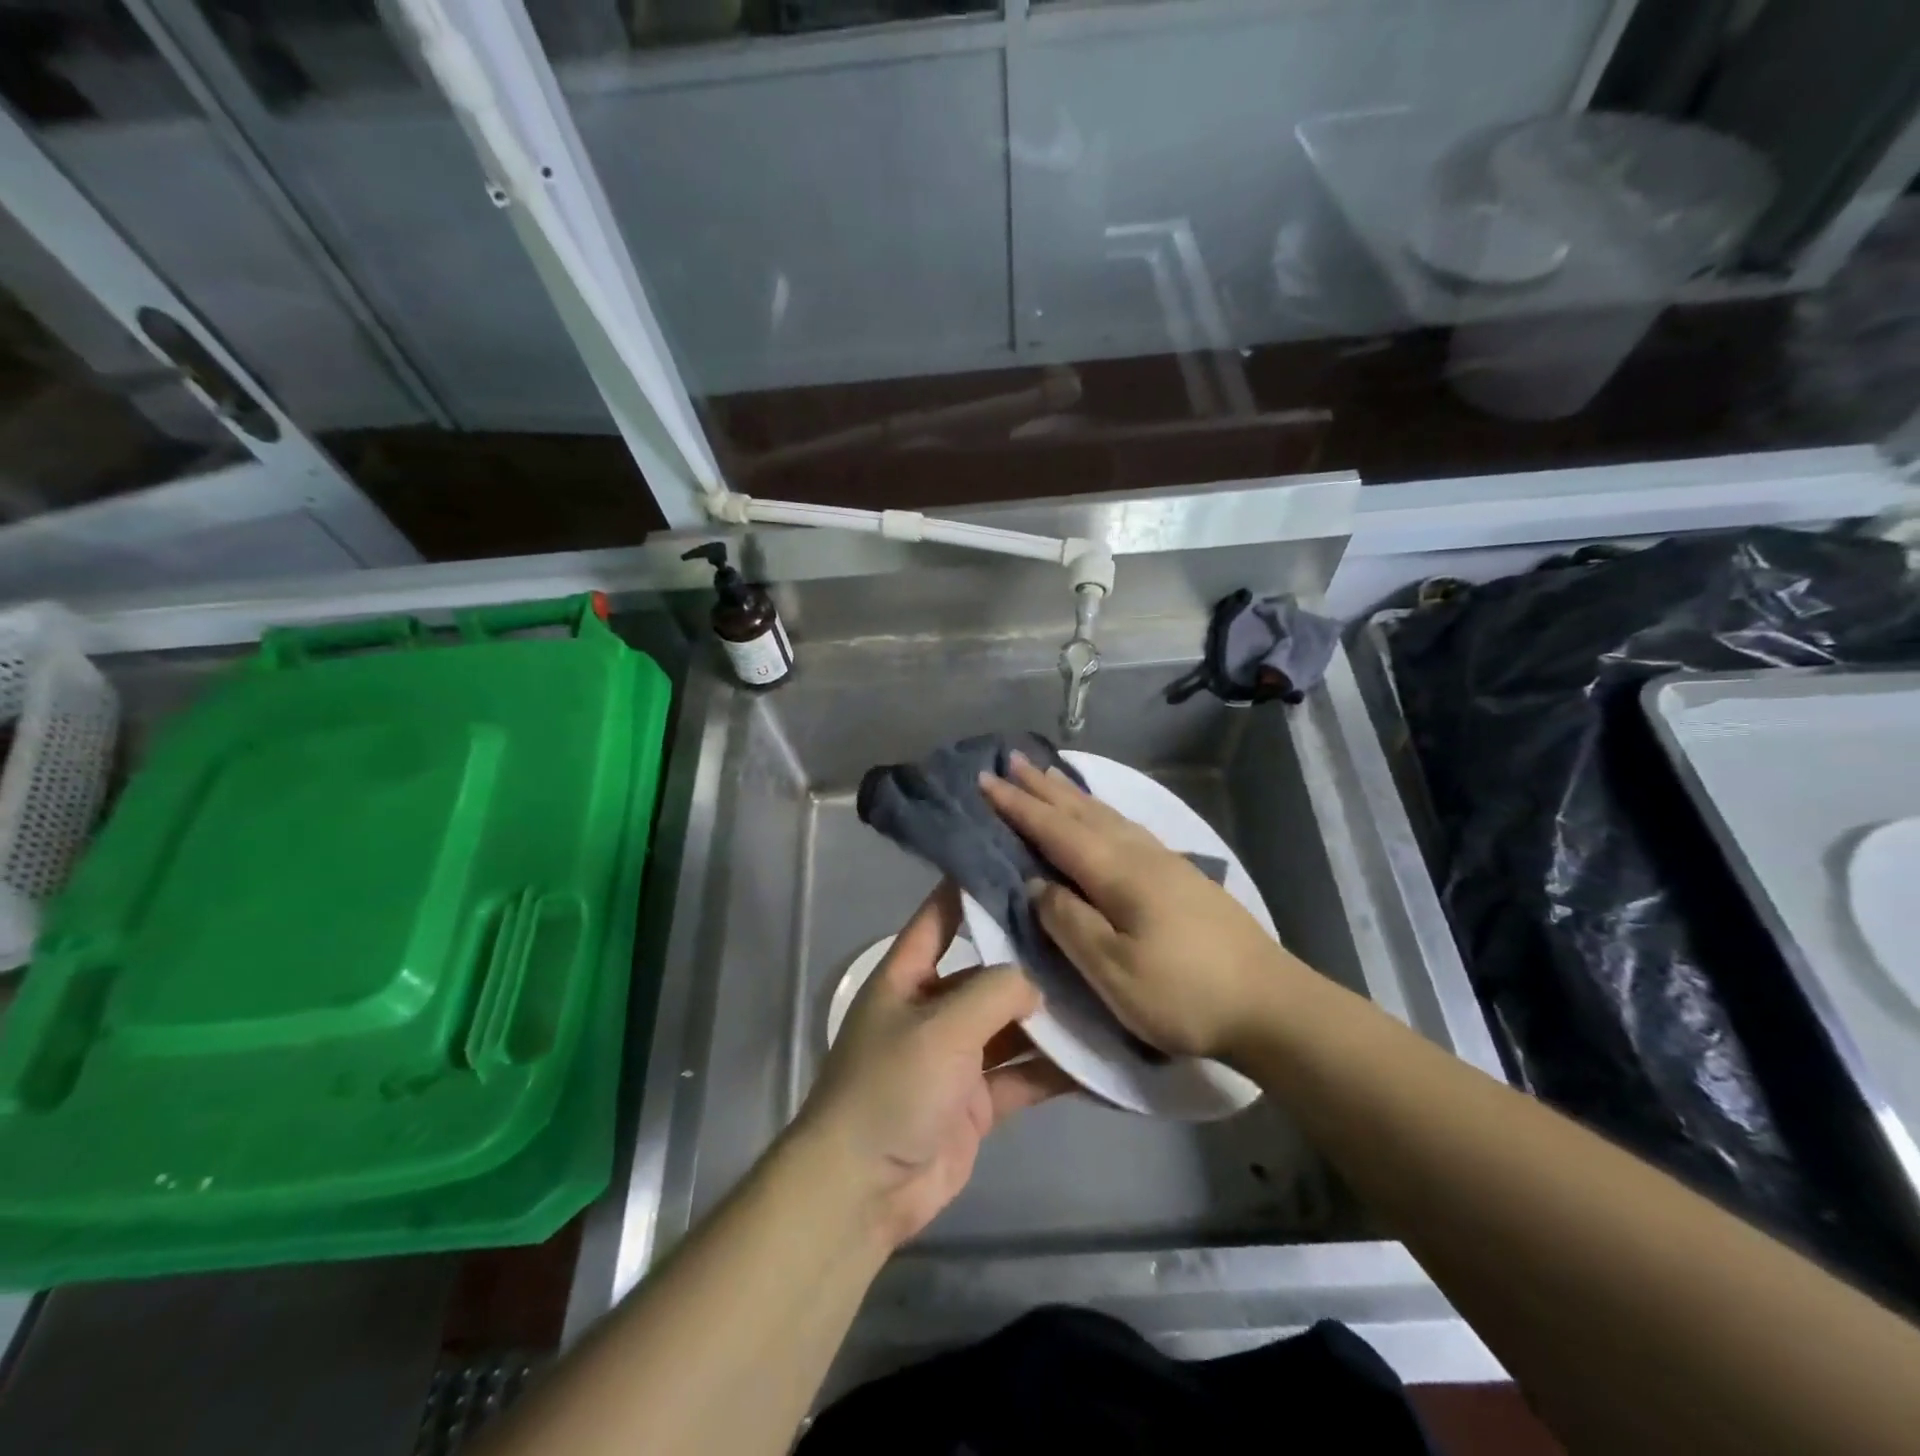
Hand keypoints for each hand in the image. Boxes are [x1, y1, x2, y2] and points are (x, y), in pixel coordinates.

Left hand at [794, 881, 1075, 1248]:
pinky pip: (1023, 1076)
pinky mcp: (978, 1101)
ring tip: (1108, 992)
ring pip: (1012, 1025)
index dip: (971, 886)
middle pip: (988, 972)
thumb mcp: (941, 1026)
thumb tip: (1036, 982)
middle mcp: (934, 1008)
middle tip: (1089, 933)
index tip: (1019, 862)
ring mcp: (958, 1057)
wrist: (864, 1189)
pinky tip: (1100, 1059)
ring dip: (1051, 1018)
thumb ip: (993, 992)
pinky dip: (1056, 1070)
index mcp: (907, 976)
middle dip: (1032, 959)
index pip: (940, 915)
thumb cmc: (892, 1087)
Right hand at [979, 753, 1310, 1061]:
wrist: (1273, 1005)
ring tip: (1048, 775)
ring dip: (1071, 794)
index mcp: (1117, 872)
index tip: (985, 779)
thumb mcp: (1113, 971)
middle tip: (1010, 760)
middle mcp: (1139, 854)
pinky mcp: (1181, 876)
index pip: (1055, 829)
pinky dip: (1100, 811)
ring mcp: (1165, 861)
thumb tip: (1035, 884)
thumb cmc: (1184, 994)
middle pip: (1081, 811)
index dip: (1018, 806)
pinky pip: (1125, 826)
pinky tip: (1102, 817)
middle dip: (1042, 786)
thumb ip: (1068, 922)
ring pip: (1106, 815)